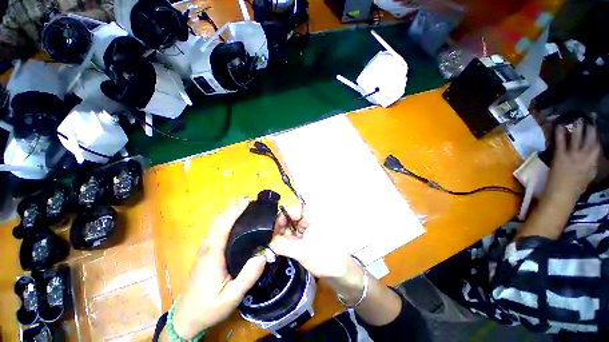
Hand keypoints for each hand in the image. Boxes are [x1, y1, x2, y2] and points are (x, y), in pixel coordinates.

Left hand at [172, 199, 265, 338]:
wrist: (187, 318)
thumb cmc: (209, 308)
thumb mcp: (232, 297)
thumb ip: (248, 276)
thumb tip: (264, 254)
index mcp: (212, 255)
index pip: (223, 227)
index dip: (234, 212)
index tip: (246, 201)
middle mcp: (207, 248)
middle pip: (218, 222)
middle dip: (233, 209)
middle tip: (250, 202)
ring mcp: (204, 250)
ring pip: (216, 226)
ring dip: (229, 214)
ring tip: (245, 209)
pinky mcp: (205, 254)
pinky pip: (216, 231)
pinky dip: (226, 222)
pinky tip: (236, 223)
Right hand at [269, 206, 364, 302]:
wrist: (342, 274)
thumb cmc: (325, 257)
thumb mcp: (302, 250)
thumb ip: (282, 245)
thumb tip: (266, 243)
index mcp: (312, 216)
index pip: (293, 209)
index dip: (281, 217)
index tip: (271, 230)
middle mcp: (310, 220)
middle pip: (290, 219)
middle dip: (280, 229)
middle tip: (270, 242)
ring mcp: (308, 230)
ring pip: (291, 229)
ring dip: (282, 237)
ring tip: (274, 248)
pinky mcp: (307, 240)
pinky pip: (294, 238)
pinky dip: (287, 243)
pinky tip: (280, 250)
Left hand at [545, 120, 599, 203]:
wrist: (562, 194)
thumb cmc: (576, 187)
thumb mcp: (589, 175)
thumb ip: (592, 164)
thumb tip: (593, 155)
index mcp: (594, 162)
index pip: (597, 145)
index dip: (597, 134)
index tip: (595, 125)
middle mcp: (586, 156)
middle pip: (590, 138)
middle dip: (590, 127)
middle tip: (589, 116)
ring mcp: (573, 155)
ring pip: (577, 137)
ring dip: (577, 126)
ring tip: (578, 117)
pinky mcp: (560, 156)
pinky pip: (560, 141)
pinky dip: (560, 133)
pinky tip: (559, 125)